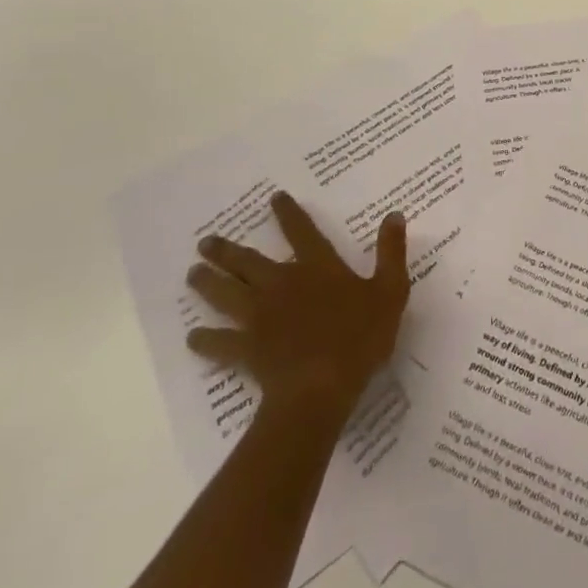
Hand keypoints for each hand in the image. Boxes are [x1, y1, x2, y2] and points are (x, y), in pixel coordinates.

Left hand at [186, 193, 409, 419]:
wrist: (320, 388)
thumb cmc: (359, 337)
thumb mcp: (390, 290)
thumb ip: (391, 252)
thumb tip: (394, 214)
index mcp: (317, 267)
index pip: (301, 231)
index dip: (288, 213)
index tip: (273, 198)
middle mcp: (283, 284)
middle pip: (249, 262)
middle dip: (227, 250)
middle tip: (205, 241)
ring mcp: (260, 317)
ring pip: (227, 294)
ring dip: (208, 283)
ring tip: (192, 274)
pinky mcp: (247, 349)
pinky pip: (220, 342)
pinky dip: (205, 339)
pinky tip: (193, 337)